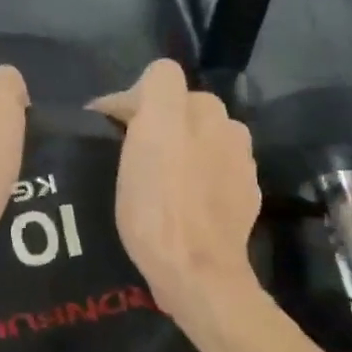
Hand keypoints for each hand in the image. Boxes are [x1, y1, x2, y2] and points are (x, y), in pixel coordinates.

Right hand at [91, 60, 260, 318]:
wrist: (196, 272)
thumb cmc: (160, 206)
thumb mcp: (148, 135)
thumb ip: (155, 91)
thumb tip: (140, 93)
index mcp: (200, 109)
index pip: (161, 79)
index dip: (131, 98)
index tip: (110, 128)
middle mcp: (226, 127)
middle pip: (183, 109)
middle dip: (157, 123)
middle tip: (129, 154)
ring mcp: (240, 166)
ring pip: (200, 141)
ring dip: (179, 149)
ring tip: (154, 179)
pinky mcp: (242, 199)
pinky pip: (212, 175)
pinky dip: (195, 179)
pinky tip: (179, 203)